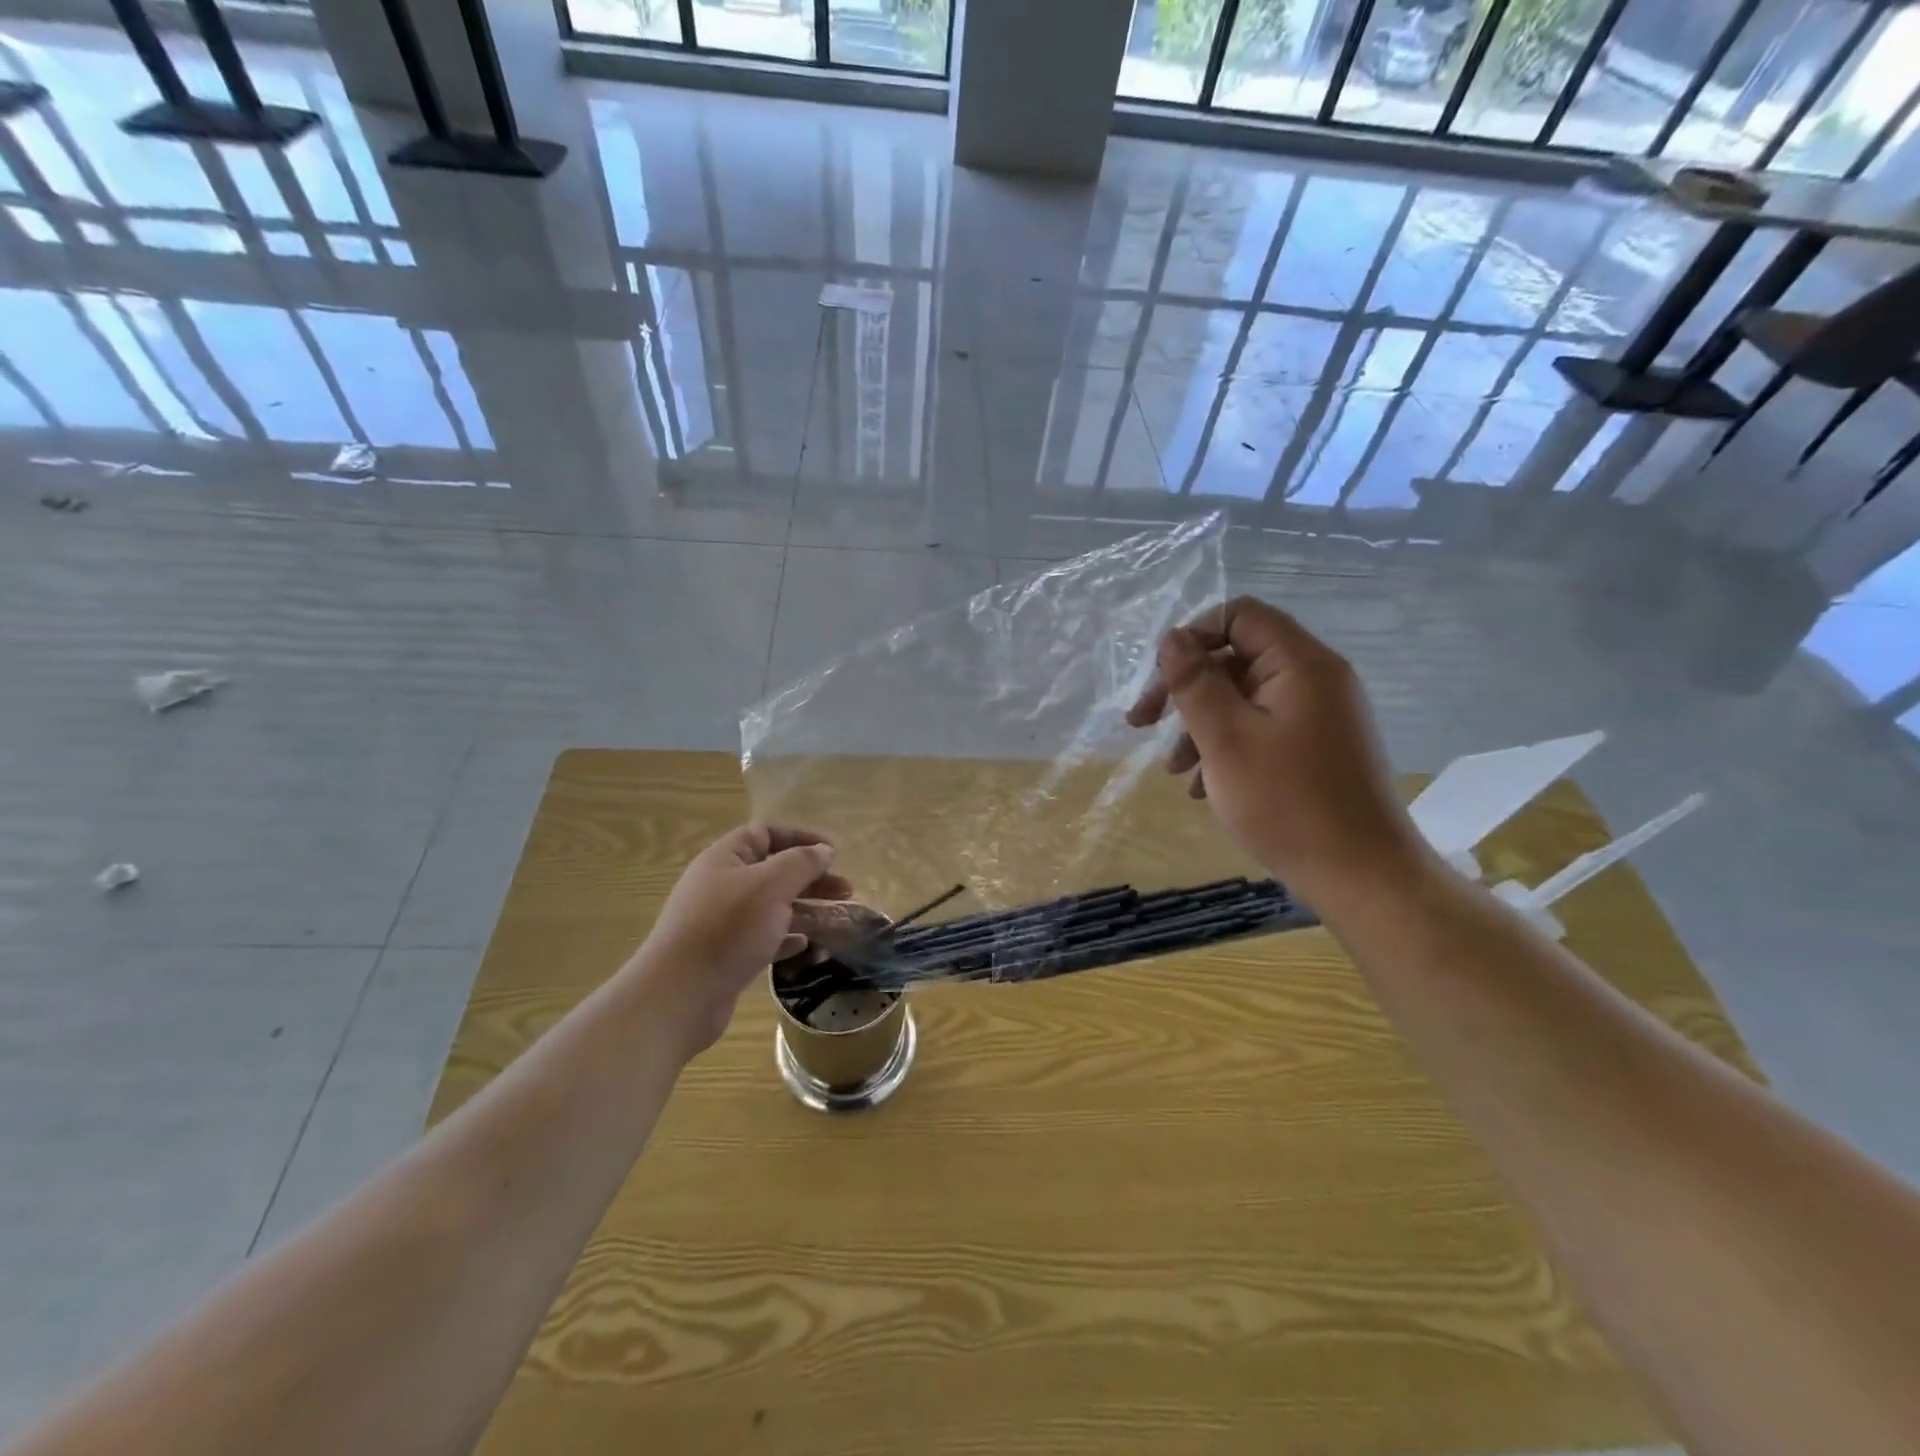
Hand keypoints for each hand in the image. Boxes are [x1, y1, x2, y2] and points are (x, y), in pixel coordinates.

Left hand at [635, 825, 851, 1055]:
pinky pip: (763, 937)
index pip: (766, 834)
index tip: (833, 853)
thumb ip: (801, 863)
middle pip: (773, 871)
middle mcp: (722, 885)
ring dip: (805, 909)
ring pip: (772, 906)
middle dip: (811, 878)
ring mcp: (722, 922)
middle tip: (846, 890)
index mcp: (726, 859)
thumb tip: (824, 850)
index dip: (801, 838)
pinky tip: (806, 945)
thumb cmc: (727, 928)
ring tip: (838, 920)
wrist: (679, 995)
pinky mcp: (726, 955)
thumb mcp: (771, 885)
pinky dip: (786, 937)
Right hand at [1125, 597, 1428, 906]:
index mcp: (1300, 665)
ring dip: (1201, 726)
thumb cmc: (1287, 803)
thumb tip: (1171, 639)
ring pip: (1244, 699)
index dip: (1192, 637)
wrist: (1362, 877)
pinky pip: (1263, 730)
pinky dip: (1228, 749)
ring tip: (1175, 772)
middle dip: (1186, 690)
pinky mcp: (1318, 749)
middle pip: (1236, 659)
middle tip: (1143, 725)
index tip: (1160, 680)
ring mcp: (1320, 717)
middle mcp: (1316, 680)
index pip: (1239, 616)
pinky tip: (1203, 788)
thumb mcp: (1225, 739)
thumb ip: (1194, 683)